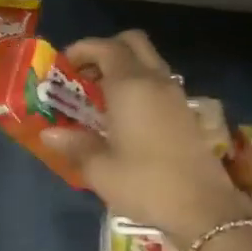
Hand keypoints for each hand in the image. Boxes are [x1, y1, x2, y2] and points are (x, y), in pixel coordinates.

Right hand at [43, 31, 251, 249]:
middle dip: (106, 50)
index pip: (105, 48)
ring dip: (124, 67)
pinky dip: (139, 85)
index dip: (82, 50)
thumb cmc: (144, 184)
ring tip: (100, 97)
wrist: (202, 207)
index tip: (63, 66)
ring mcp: (175, 96)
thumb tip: (49, 133)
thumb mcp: (100, 169)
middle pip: (133, 43)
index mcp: (130, 87)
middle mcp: (155, 81)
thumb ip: (74, 145)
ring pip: (149, 62)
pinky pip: (158, 82)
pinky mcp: (185, 113)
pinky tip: (124, 116)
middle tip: (84, 75)